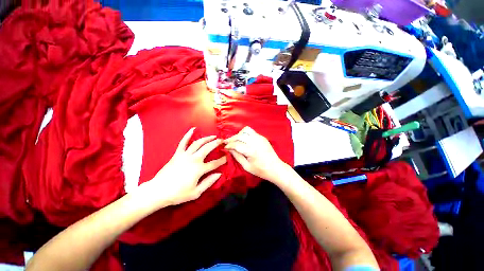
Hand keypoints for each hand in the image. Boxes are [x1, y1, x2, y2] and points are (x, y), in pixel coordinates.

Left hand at [139, 128, 226, 207]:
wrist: (158, 191)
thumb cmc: (178, 194)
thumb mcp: (196, 192)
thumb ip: (209, 182)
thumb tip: (219, 174)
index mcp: (199, 169)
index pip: (214, 163)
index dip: (222, 160)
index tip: (227, 157)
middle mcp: (194, 159)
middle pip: (208, 148)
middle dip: (216, 143)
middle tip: (222, 141)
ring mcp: (185, 155)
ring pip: (198, 143)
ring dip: (207, 138)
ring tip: (213, 136)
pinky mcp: (177, 154)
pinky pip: (183, 142)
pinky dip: (188, 135)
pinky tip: (193, 129)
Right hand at [224, 126, 289, 182]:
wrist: (276, 168)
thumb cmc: (261, 170)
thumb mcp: (246, 167)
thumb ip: (237, 156)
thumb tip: (229, 149)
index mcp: (252, 151)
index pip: (236, 144)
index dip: (229, 145)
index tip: (224, 147)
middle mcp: (256, 142)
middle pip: (240, 135)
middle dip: (232, 138)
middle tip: (227, 143)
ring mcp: (260, 138)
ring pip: (246, 130)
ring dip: (239, 134)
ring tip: (236, 140)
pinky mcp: (263, 137)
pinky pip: (252, 132)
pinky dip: (245, 134)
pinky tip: (244, 140)